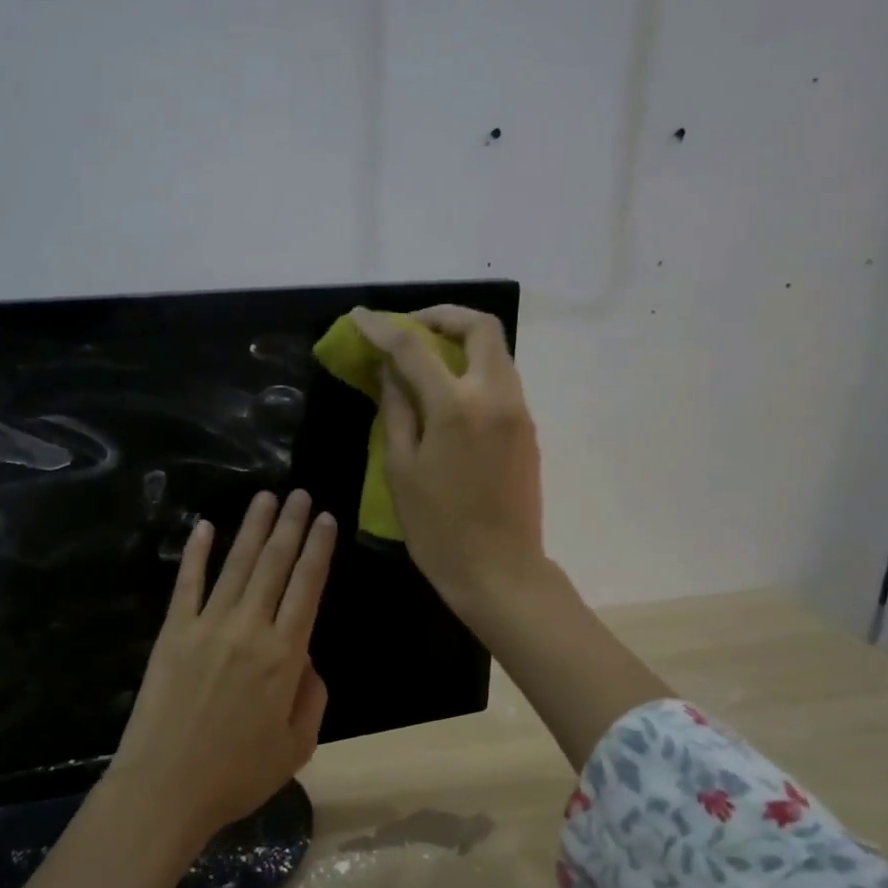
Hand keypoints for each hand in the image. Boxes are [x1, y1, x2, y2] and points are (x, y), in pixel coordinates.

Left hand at [105, 489, 336, 843]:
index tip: (327, 519)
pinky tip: (205, 526)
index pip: (307, 586)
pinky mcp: (172, 632)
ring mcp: (207, 625)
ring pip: (236, 564)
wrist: (165, 788)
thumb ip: (312, 696)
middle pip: (274, 564)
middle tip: (301, 494)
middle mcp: (249, 628)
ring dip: (253, 527)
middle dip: (291, 525)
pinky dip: (197, 553)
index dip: (319, 549)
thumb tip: (307, 657)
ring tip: (266, 496)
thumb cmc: (237, 775)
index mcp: (285, 655)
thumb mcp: (297, 746)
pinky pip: (187, 584)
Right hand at [350, 304, 546, 626]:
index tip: (360, 318)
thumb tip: (388, 372)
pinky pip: (501, 379)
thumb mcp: (401, 470)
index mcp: (456, 407)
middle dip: (442, 317)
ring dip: (460, 341)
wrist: (499, 571)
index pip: (414, 348)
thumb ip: (396, 410)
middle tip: (410, 330)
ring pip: (496, 351)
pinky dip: (472, 369)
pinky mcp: (527, 429)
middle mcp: (495, 396)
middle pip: (480, 327)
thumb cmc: (438, 528)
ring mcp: (518, 411)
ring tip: (424, 359)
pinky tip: (446, 393)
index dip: (383, 328)